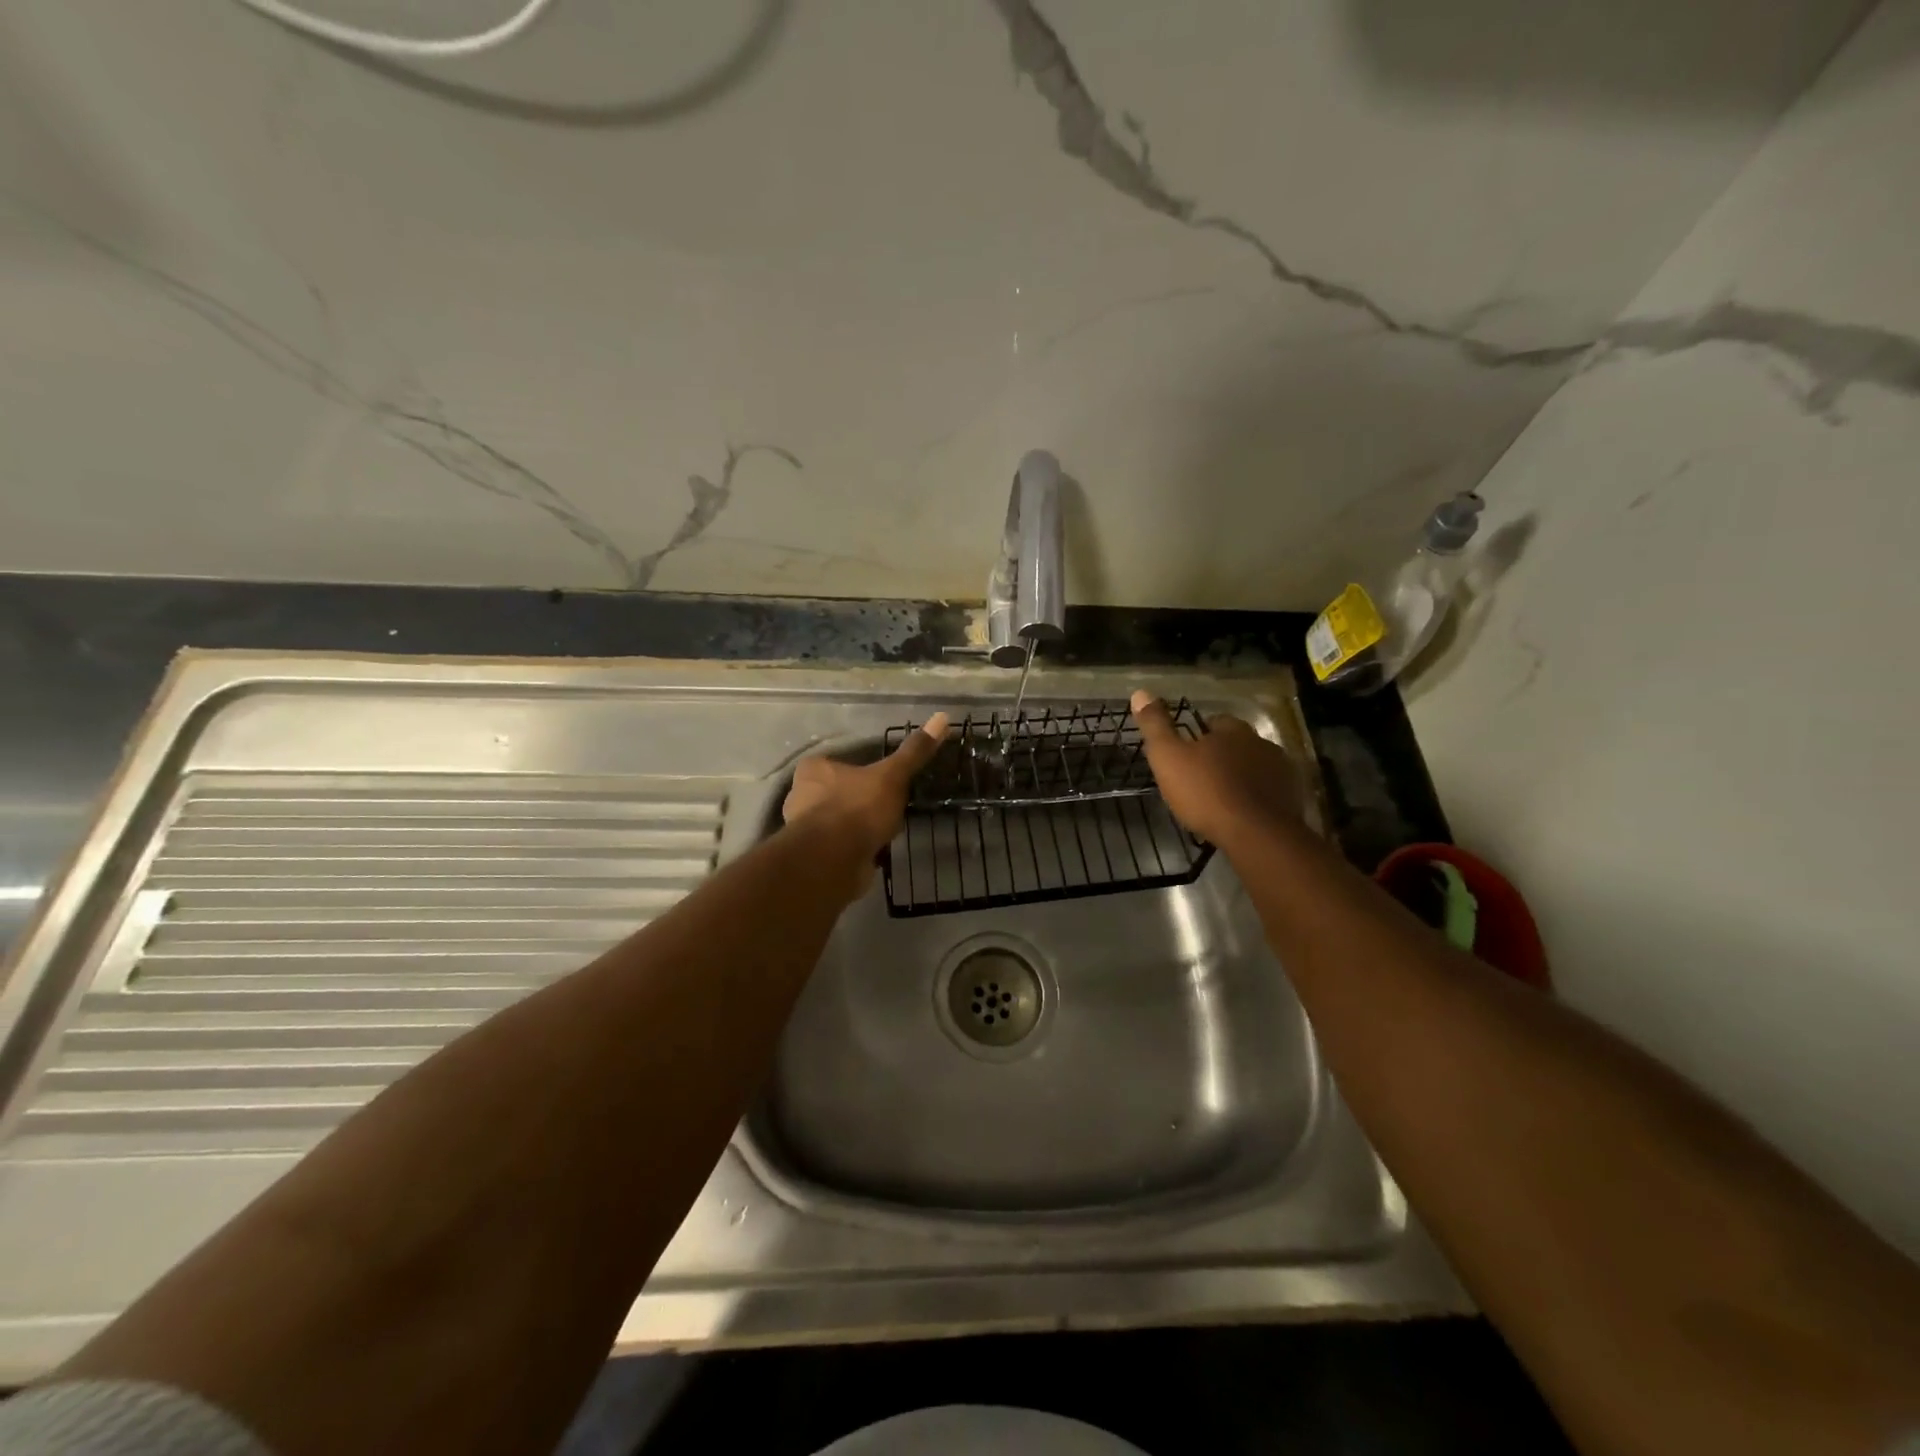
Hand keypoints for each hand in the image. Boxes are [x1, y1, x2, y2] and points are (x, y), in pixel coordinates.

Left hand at [782, 713, 949, 881]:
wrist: (834, 859)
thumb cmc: (858, 808)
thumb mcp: (892, 775)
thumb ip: (914, 751)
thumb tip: (941, 717)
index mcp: (813, 770)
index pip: (837, 763)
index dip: (860, 771)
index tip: (882, 781)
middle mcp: (801, 796)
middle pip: (837, 793)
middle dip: (859, 801)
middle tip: (886, 807)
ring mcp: (805, 829)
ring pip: (838, 821)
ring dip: (857, 827)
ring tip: (884, 831)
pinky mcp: (814, 857)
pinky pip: (839, 846)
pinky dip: (855, 849)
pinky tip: (875, 852)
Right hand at [1130, 691, 1303, 845]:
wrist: (1257, 835)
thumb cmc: (1207, 792)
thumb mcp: (1168, 758)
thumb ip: (1155, 726)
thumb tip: (1140, 692)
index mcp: (1233, 730)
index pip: (1216, 721)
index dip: (1199, 735)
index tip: (1187, 752)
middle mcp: (1261, 743)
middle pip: (1238, 744)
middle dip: (1222, 755)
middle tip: (1201, 777)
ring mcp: (1281, 771)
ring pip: (1255, 767)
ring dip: (1240, 777)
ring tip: (1221, 798)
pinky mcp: (1292, 799)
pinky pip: (1268, 791)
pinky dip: (1256, 798)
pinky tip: (1242, 814)